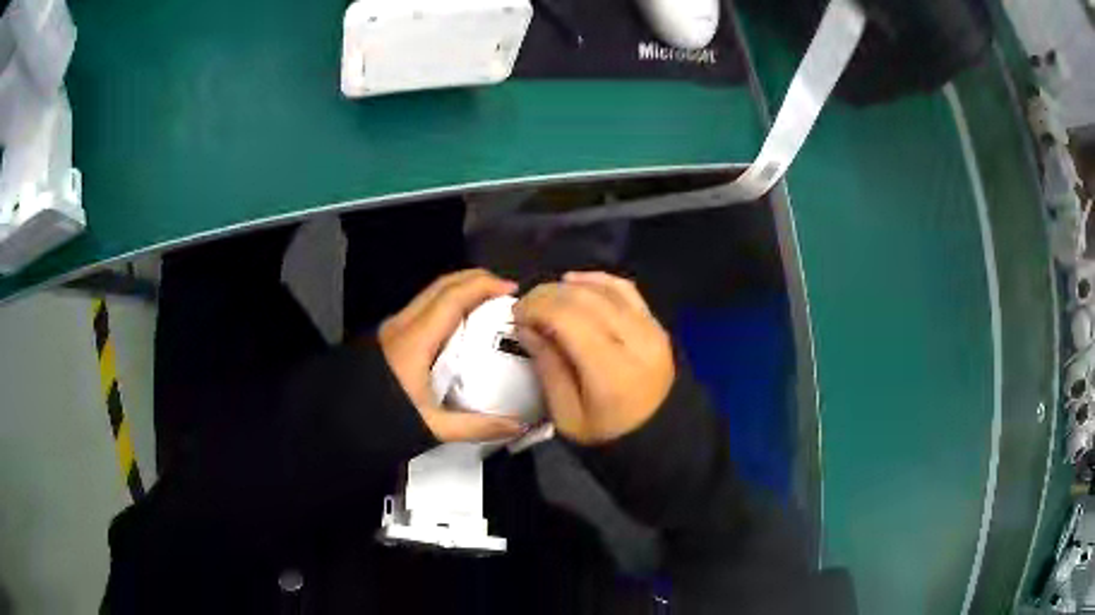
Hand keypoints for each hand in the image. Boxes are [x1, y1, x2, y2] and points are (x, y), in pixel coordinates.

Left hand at [379, 269, 523, 442]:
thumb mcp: (432, 427)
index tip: (511, 289)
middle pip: (442, 285)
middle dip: (475, 279)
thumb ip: (476, 426)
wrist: (339, 423)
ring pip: (431, 294)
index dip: (483, 286)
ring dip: (460, 291)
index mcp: (415, 339)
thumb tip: (518, 425)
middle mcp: (403, 324)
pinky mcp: (389, 337)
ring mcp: (393, 328)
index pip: (453, 297)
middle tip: (504, 291)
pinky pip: (423, 308)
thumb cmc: (384, 421)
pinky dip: (447, 305)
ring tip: (487, 305)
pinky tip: (459, 327)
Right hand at [513, 272, 674, 444]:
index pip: (568, 318)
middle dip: (547, 295)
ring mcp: (651, 329)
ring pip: (604, 289)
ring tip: (546, 298)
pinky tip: (576, 282)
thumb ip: (547, 367)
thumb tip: (526, 327)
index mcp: (611, 371)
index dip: (536, 308)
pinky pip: (626, 290)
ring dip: (569, 286)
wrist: (660, 440)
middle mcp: (635, 340)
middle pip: (584, 298)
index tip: (515, 316)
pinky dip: (598, 281)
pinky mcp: (656, 325)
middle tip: (525, 307)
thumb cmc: (608, 436)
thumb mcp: (567, 415)